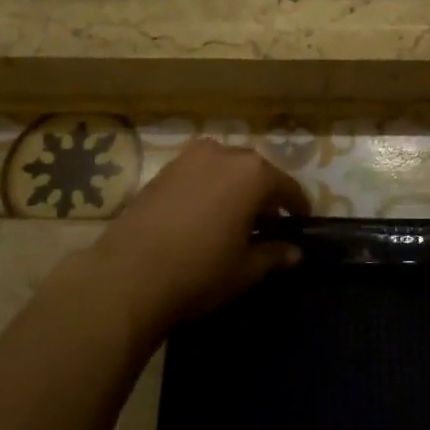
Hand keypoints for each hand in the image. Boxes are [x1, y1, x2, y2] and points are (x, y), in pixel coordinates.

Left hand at [94, 139, 308, 331]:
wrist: (128, 274)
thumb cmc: (200, 271)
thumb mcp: (245, 269)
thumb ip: (274, 255)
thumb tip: (295, 252)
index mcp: (253, 173)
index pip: (287, 187)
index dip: (297, 207)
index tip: (301, 223)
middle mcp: (224, 154)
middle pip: (255, 172)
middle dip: (264, 195)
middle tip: (267, 224)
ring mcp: (189, 158)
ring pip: (224, 169)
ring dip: (234, 188)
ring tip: (233, 219)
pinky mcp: (162, 170)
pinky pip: (197, 174)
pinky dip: (207, 189)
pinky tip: (202, 216)